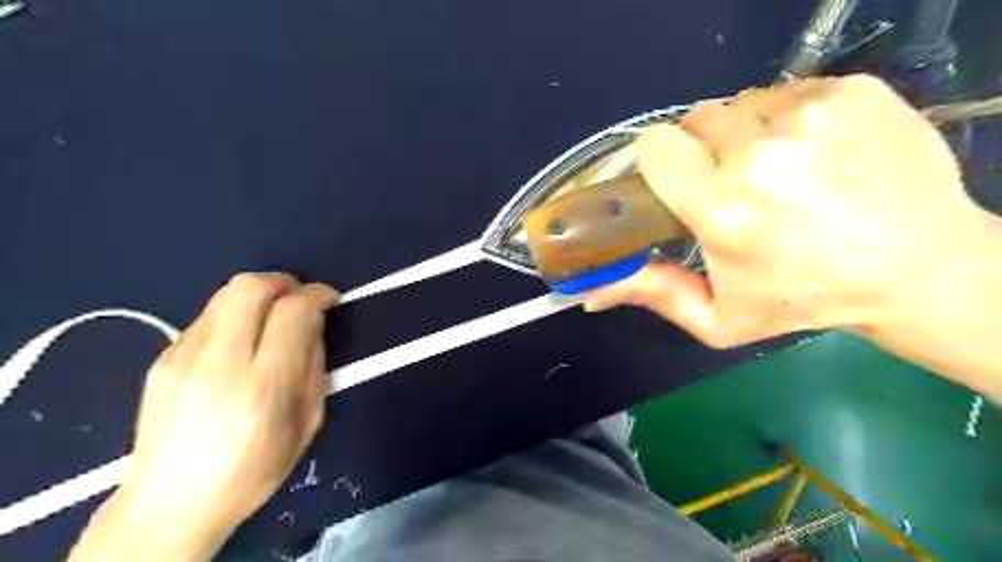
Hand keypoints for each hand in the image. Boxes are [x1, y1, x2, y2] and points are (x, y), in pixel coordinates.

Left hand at [67, 272, 339, 561]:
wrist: (169, 504)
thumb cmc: (253, 470)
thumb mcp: (307, 423)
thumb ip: (313, 367)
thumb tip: (313, 326)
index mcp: (263, 386)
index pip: (292, 313)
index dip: (317, 294)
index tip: (330, 297)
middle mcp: (219, 364)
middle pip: (250, 288)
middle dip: (284, 281)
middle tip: (300, 296)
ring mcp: (182, 359)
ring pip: (224, 295)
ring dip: (259, 294)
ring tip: (274, 314)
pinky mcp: (162, 360)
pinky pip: (207, 317)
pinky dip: (235, 315)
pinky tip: (242, 340)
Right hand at [585, 74, 997, 346]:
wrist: (917, 271)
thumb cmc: (803, 299)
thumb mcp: (719, 318)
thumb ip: (651, 295)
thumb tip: (588, 295)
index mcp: (723, 208)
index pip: (656, 146)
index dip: (661, 162)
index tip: (678, 183)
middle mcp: (761, 154)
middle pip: (695, 120)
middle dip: (702, 151)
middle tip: (730, 185)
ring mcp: (812, 115)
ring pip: (740, 104)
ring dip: (744, 135)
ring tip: (775, 172)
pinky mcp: (853, 91)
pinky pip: (788, 91)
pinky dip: (788, 119)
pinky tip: (812, 154)